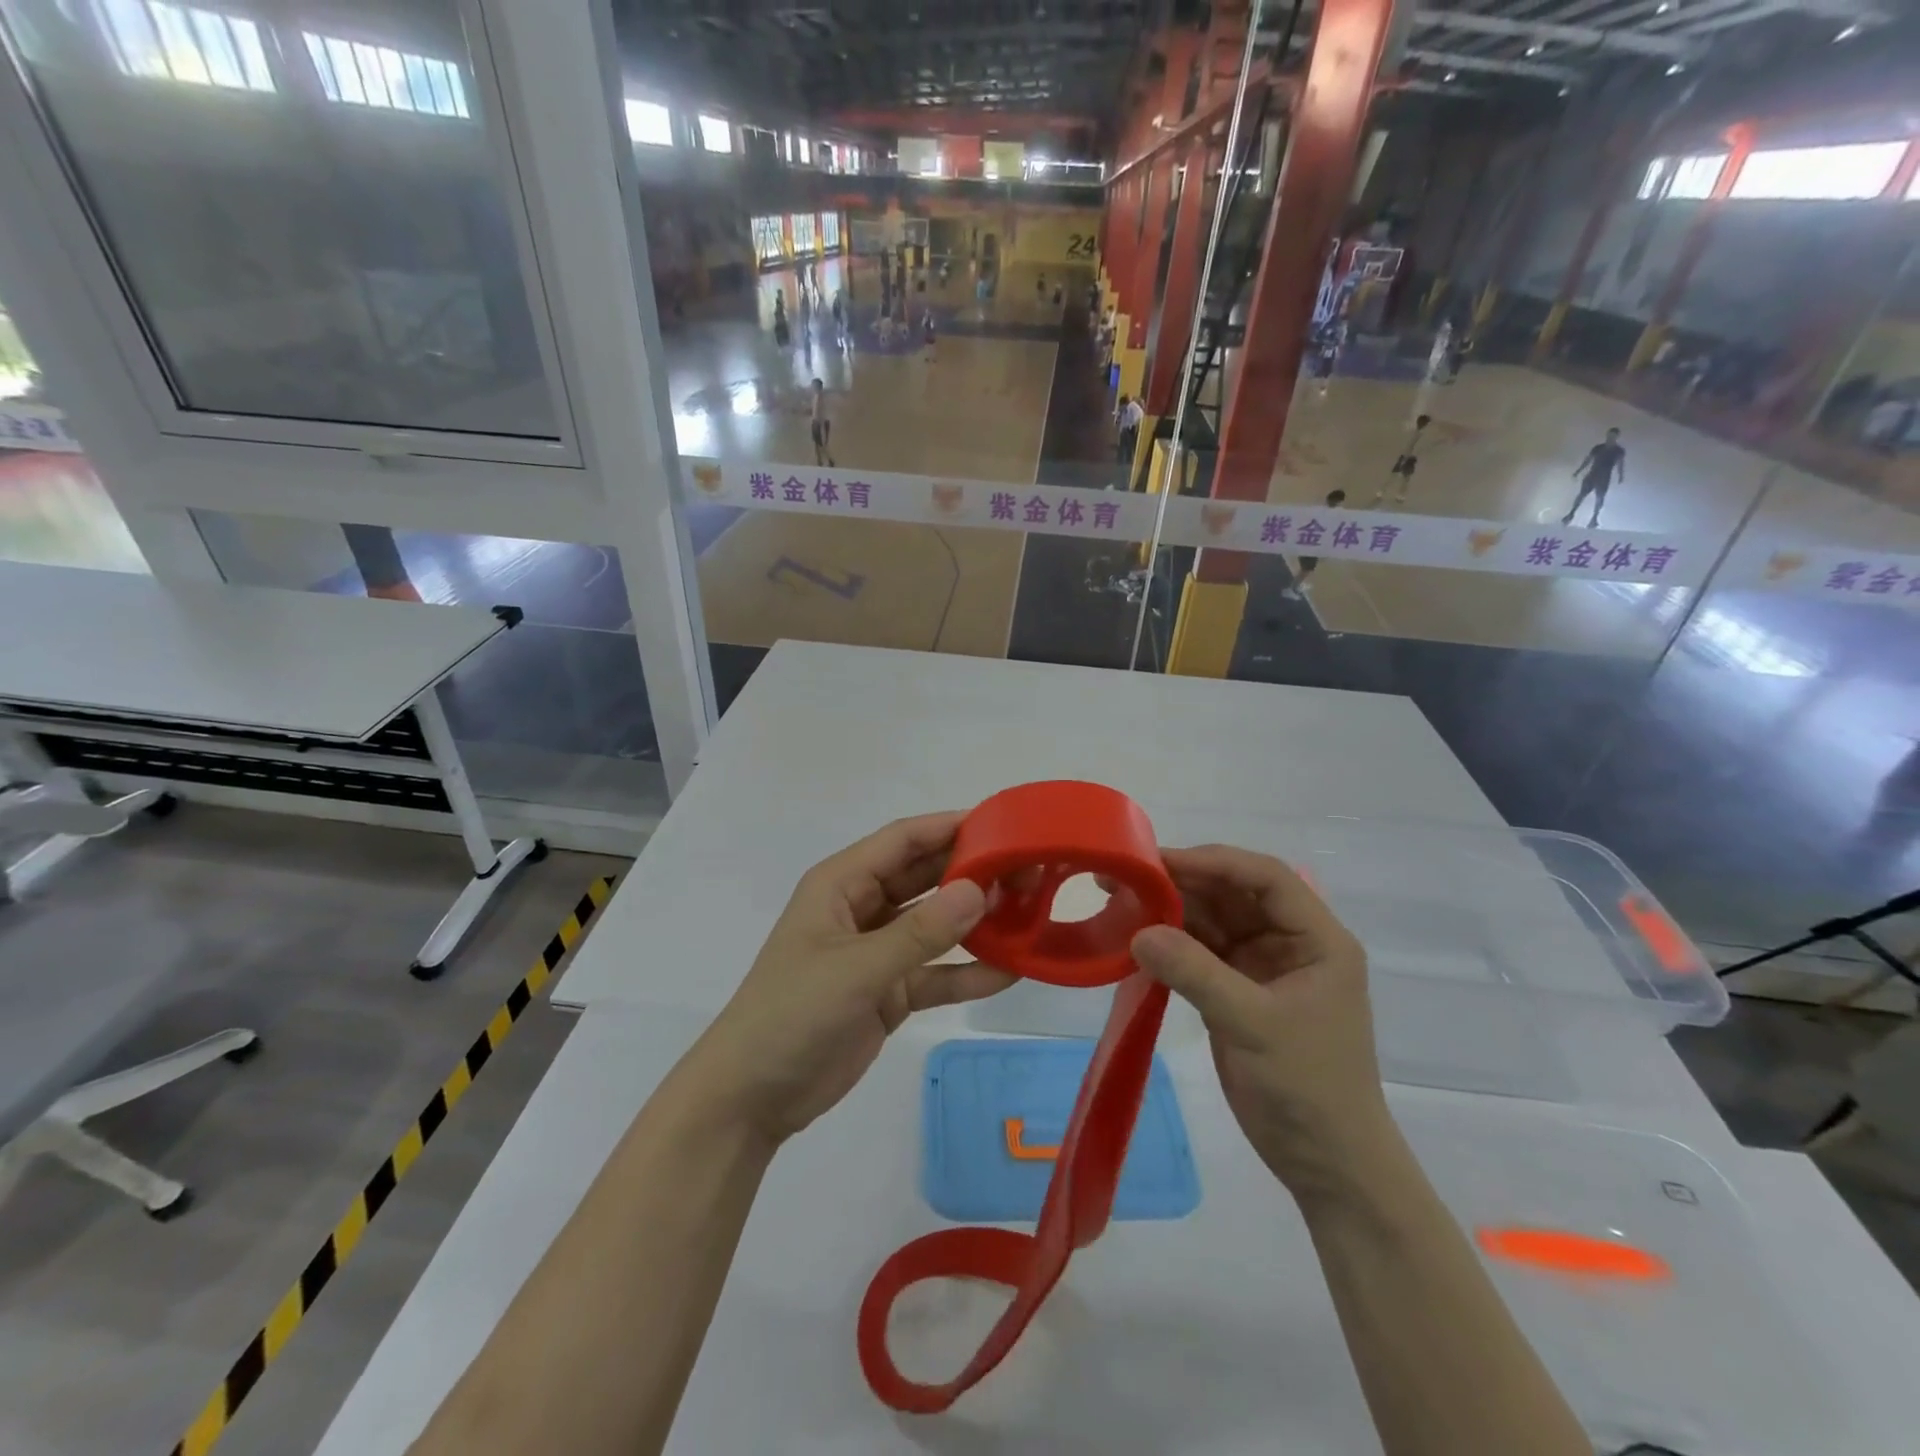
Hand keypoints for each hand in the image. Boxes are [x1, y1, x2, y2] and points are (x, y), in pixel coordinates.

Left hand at [686, 814, 1012, 1147]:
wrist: (750, 1098)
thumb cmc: (792, 1013)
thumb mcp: (856, 969)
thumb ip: (920, 932)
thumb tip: (979, 890)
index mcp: (841, 885)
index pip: (903, 841)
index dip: (949, 827)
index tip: (1003, 824)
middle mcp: (862, 909)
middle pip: (925, 878)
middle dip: (972, 873)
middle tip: (1029, 870)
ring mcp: (877, 952)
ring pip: (935, 925)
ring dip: (976, 921)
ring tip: (1030, 912)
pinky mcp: (889, 992)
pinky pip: (935, 973)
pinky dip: (967, 972)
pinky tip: (1011, 971)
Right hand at [1129, 845, 1392, 1200]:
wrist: (1327, 1165)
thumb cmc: (1308, 1087)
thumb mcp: (1254, 1024)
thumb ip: (1196, 973)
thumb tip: (1138, 932)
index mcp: (1317, 939)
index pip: (1266, 877)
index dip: (1215, 862)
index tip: (1162, 862)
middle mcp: (1289, 943)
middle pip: (1233, 894)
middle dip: (1183, 882)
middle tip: (1127, 876)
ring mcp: (1260, 967)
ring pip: (1211, 920)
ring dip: (1170, 910)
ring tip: (1120, 899)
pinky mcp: (1235, 992)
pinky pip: (1198, 952)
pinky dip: (1169, 943)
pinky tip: (1135, 937)